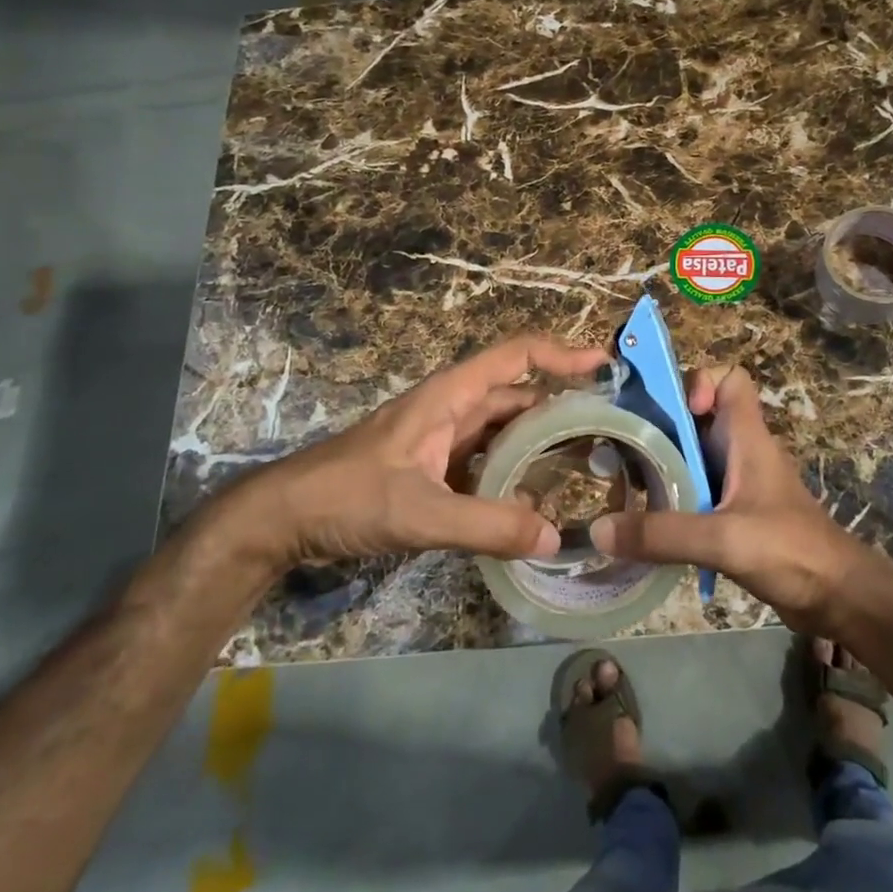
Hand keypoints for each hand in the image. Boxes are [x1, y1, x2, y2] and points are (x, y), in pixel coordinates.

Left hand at [220, 335, 608, 570]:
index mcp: (450, 395)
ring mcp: (442, 437)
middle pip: (518, 394)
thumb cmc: (346, 496)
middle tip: (610, 429)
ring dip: (541, 440)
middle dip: (563, 405)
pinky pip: (487, 459)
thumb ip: (487, 526)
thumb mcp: (419, 512)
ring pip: (504, 428)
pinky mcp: (434, 466)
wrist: (281, 519)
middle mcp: (452, 408)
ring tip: (586, 461)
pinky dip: (514, 470)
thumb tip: (555, 537)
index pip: (517, 356)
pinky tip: (535, 497)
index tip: (606, 365)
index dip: (562, 354)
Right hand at [589, 365, 886, 633]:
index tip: (672, 413)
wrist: (836, 598)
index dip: (699, 382)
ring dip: (660, 464)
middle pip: (697, 416)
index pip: (729, 379)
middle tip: (619, 444)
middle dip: (660, 424)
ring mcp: (737, 483)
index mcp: (747, 437)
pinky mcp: (733, 514)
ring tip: (619, 484)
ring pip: (692, 455)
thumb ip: (664, 534)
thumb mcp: (724, 538)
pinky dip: (669, 498)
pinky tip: (643, 523)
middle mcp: (740, 451)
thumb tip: (598, 529)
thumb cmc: (790, 550)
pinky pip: (694, 491)